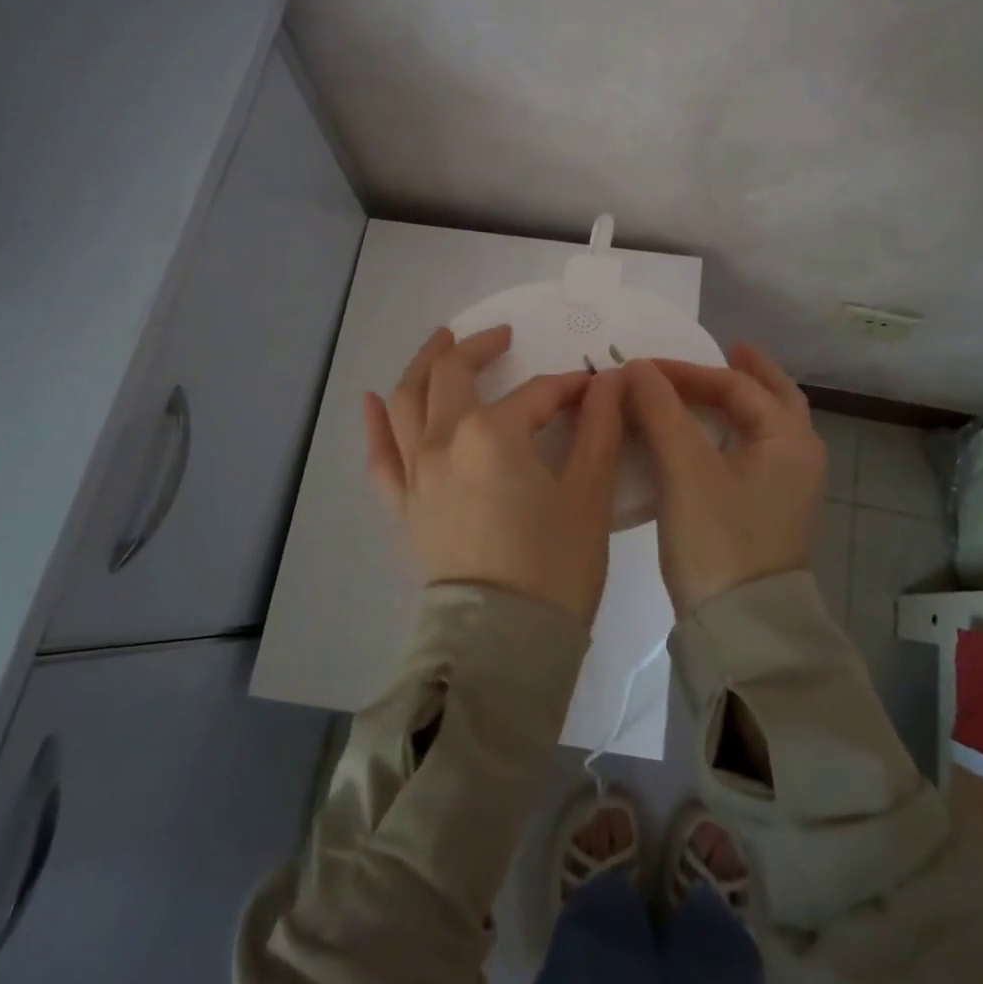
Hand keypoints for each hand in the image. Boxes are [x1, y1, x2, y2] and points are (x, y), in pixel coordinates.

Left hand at [363, 325, 625, 622]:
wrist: (502, 646)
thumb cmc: (554, 568)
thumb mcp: (589, 493)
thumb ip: (600, 427)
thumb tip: (611, 380)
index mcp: (492, 433)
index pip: (537, 393)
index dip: (569, 387)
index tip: (594, 390)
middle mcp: (443, 440)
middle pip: (453, 373)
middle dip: (479, 348)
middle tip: (502, 337)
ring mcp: (415, 472)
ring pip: (407, 400)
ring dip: (423, 364)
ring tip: (440, 342)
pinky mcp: (403, 504)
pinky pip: (381, 455)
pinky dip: (376, 423)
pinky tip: (372, 400)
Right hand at [626, 343, 825, 616]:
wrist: (741, 630)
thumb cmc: (718, 540)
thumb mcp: (685, 470)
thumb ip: (661, 411)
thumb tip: (637, 368)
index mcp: (788, 440)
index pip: (737, 386)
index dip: (687, 371)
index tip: (642, 368)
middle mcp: (799, 458)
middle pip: (774, 399)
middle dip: (749, 372)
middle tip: (726, 347)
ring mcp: (788, 490)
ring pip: (765, 429)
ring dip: (740, 404)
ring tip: (711, 388)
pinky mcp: (769, 513)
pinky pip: (752, 454)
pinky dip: (731, 434)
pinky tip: (704, 439)